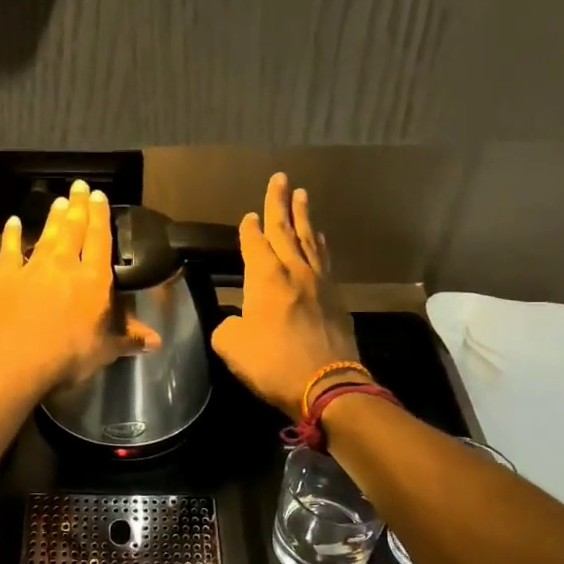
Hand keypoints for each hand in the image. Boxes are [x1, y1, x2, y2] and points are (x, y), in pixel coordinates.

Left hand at [0, 179, 160, 390]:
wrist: (20, 357)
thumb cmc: (70, 354)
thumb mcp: (107, 349)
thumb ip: (130, 338)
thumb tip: (157, 341)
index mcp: (94, 279)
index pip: (101, 239)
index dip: (100, 216)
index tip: (99, 196)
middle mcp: (66, 264)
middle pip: (74, 228)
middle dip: (78, 206)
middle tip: (79, 186)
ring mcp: (34, 268)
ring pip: (47, 235)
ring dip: (53, 217)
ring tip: (58, 200)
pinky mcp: (6, 277)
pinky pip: (9, 250)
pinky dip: (12, 235)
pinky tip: (13, 222)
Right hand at [210, 172, 359, 417]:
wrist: (327, 384)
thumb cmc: (273, 363)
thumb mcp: (231, 346)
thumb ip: (227, 326)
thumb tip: (235, 321)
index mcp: (264, 277)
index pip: (254, 243)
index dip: (249, 228)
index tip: (248, 215)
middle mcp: (293, 270)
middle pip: (285, 229)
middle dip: (279, 203)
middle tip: (280, 178)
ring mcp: (319, 282)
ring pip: (310, 239)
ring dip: (304, 216)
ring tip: (303, 196)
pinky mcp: (336, 298)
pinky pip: (326, 260)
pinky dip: (321, 244)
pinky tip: (321, 239)